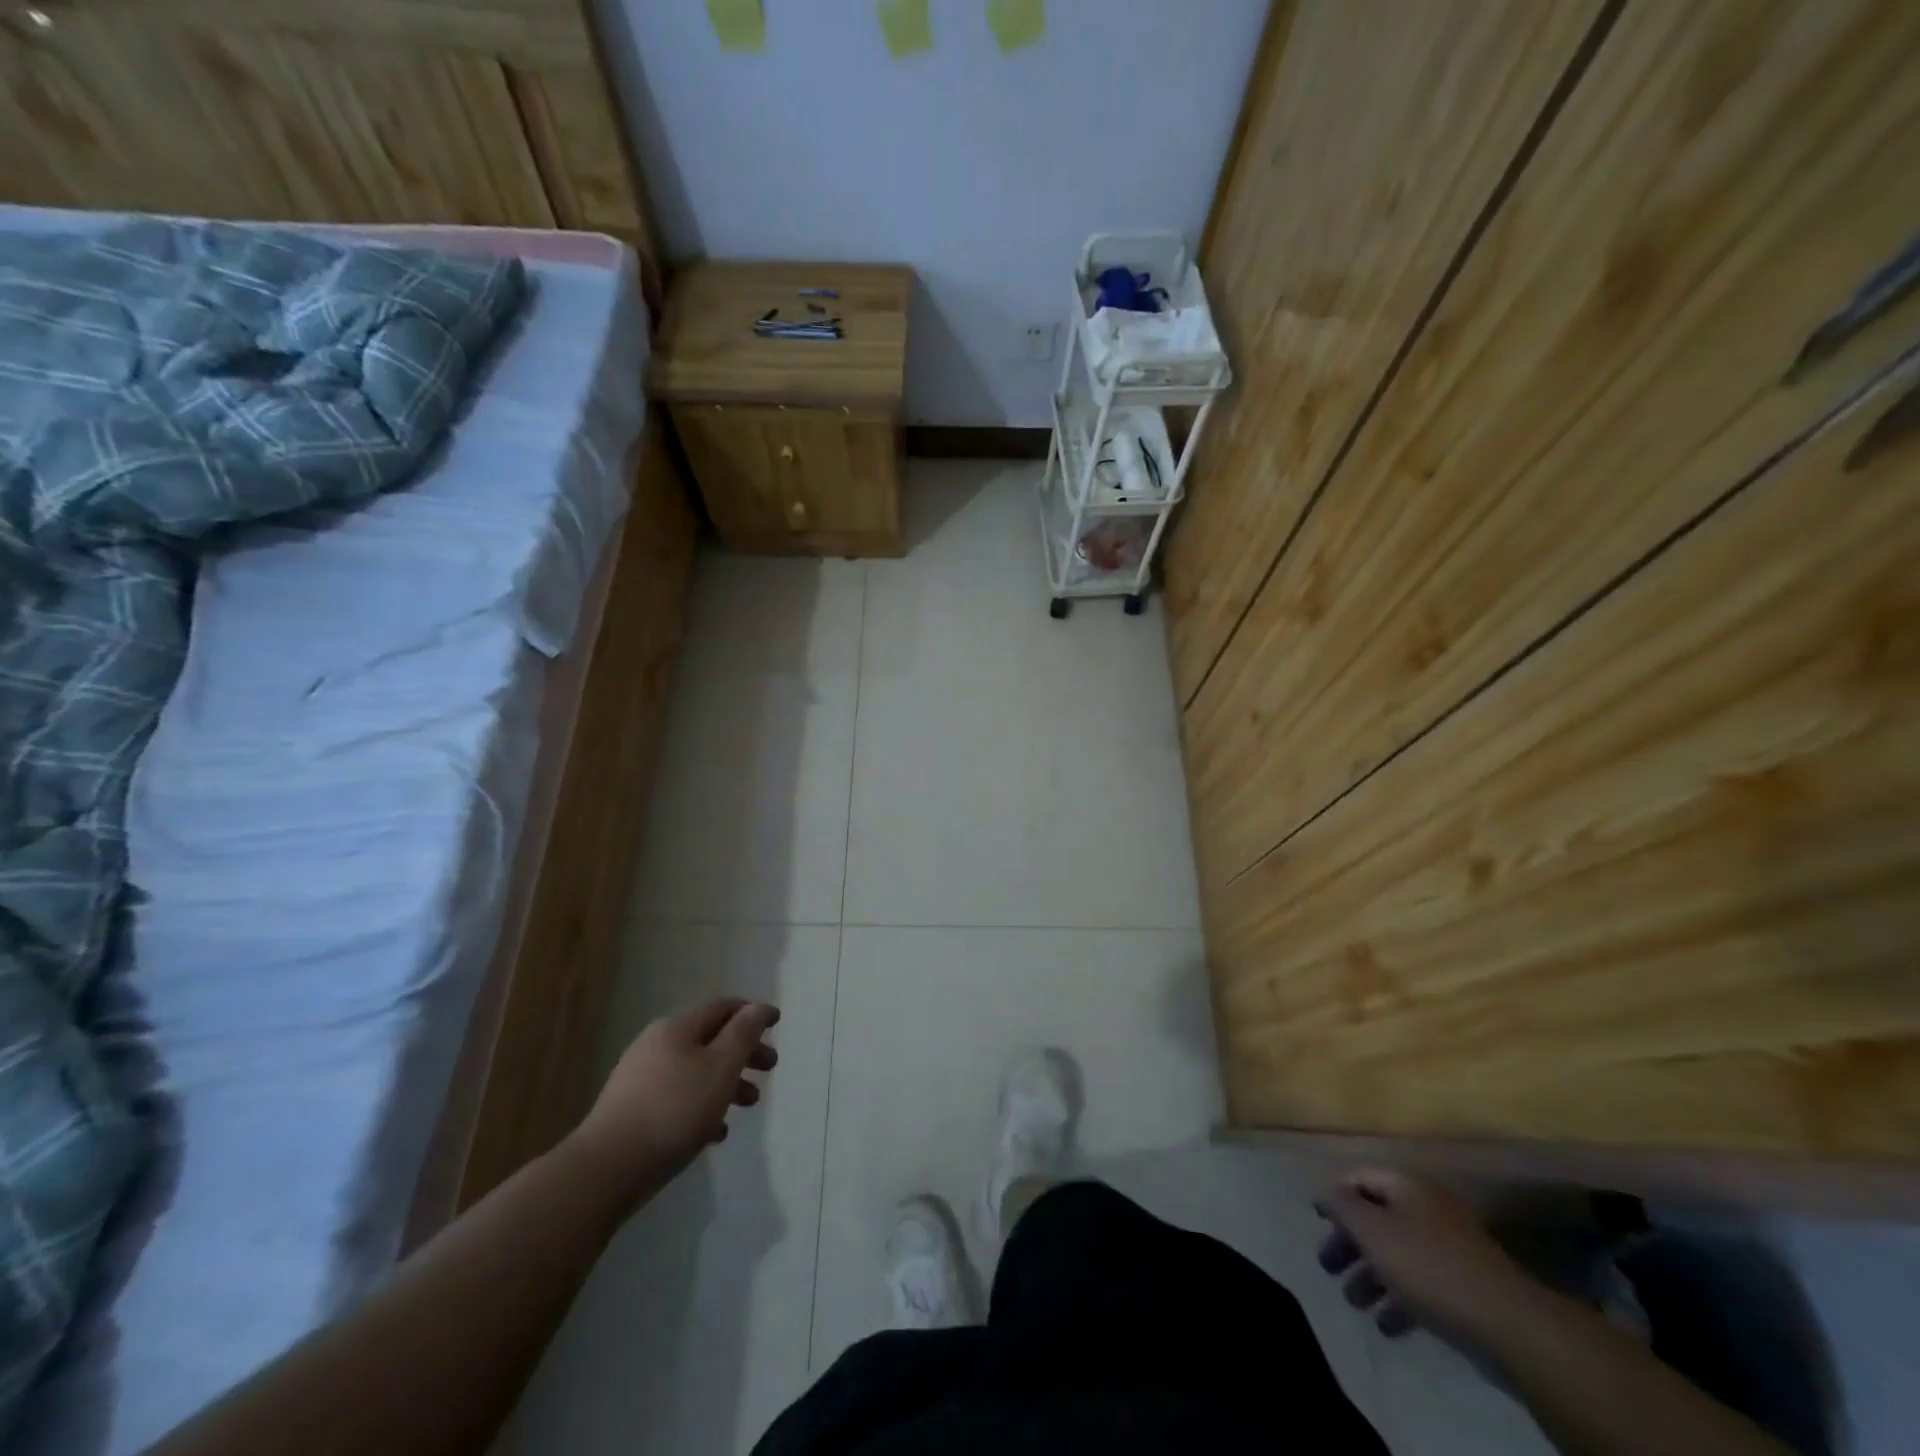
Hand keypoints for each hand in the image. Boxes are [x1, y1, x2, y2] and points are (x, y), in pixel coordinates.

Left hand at [566, 998, 779, 1207]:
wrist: (606, 1170)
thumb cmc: (674, 1111)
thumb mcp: (720, 1068)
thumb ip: (744, 1034)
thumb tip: (758, 1008)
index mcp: (677, 1029)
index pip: (722, 1007)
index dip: (752, 1013)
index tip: (777, 1024)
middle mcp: (656, 1045)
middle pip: (710, 1039)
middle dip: (744, 1052)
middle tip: (770, 1068)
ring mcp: (640, 1078)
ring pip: (695, 1070)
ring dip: (726, 1082)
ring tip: (748, 1104)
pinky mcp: (631, 1110)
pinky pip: (677, 1097)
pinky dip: (701, 1106)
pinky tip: (716, 1132)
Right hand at [1316, 1169, 1539, 1344]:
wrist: (1510, 1325)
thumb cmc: (1429, 1267)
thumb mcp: (1373, 1231)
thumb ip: (1343, 1206)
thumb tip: (1326, 1192)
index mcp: (1407, 1186)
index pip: (1360, 1177)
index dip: (1335, 1194)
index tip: (1316, 1219)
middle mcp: (1428, 1208)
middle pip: (1377, 1217)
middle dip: (1350, 1243)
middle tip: (1329, 1267)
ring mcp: (1452, 1248)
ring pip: (1399, 1253)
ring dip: (1372, 1276)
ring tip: (1356, 1304)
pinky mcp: (1467, 1287)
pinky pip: (1423, 1284)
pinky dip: (1401, 1299)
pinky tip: (1388, 1326)